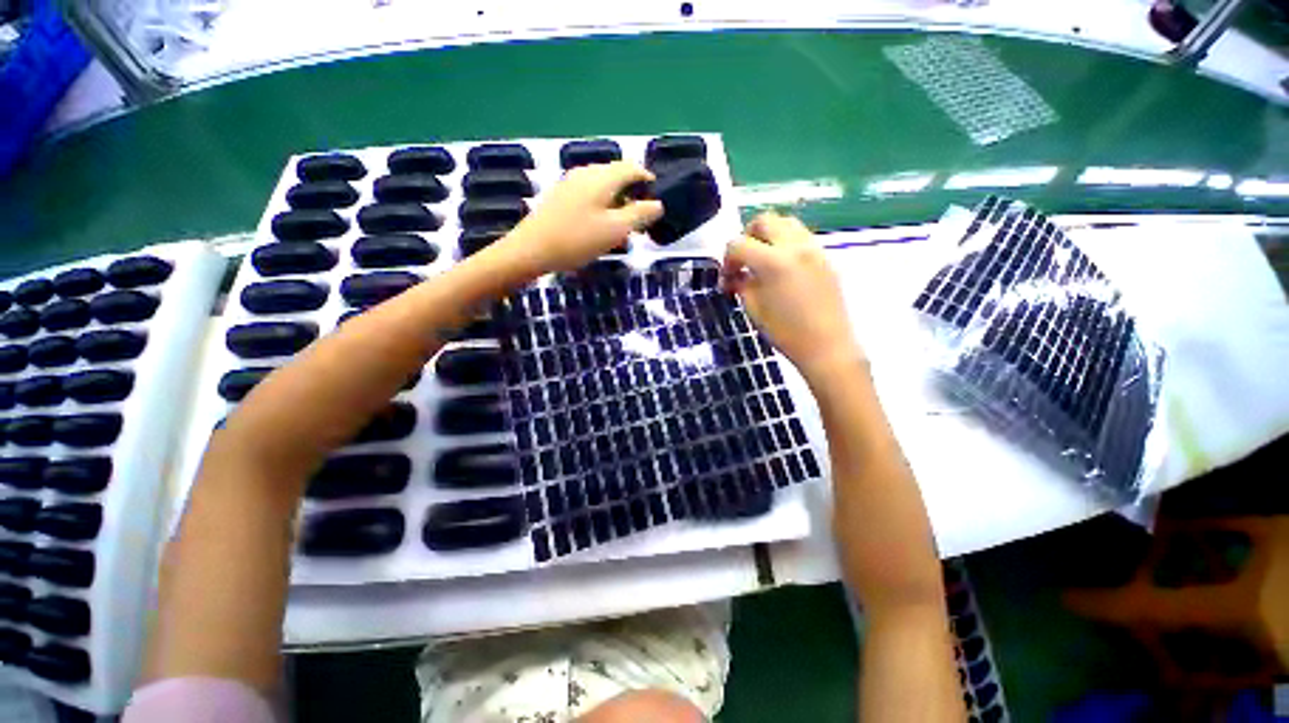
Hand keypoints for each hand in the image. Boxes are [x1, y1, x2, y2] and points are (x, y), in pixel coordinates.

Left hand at [507, 161, 662, 272]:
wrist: (532, 250)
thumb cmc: (578, 239)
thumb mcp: (615, 229)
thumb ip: (640, 215)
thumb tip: (658, 204)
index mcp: (602, 176)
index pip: (632, 168)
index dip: (648, 181)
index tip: (657, 201)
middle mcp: (586, 172)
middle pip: (617, 175)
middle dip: (633, 193)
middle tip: (641, 219)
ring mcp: (570, 183)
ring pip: (603, 185)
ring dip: (618, 201)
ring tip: (623, 226)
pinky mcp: (561, 196)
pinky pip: (590, 194)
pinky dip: (602, 205)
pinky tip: (600, 226)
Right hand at [722, 212, 863, 382]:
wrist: (827, 346)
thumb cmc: (785, 332)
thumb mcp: (754, 309)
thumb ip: (741, 285)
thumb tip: (735, 276)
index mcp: (773, 261)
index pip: (739, 243)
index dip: (727, 259)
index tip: (728, 277)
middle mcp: (795, 246)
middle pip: (764, 220)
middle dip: (747, 236)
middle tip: (743, 260)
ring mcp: (813, 249)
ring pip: (786, 223)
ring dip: (769, 236)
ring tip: (763, 261)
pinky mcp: (825, 257)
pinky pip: (801, 237)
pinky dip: (786, 244)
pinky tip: (782, 269)